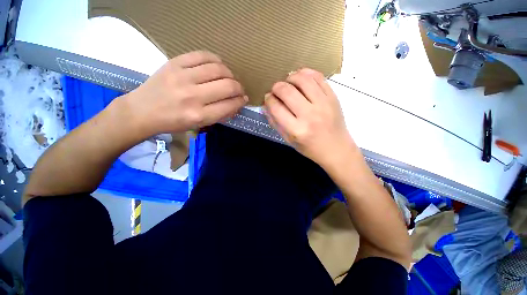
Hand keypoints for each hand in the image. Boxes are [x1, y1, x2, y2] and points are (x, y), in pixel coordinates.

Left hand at [124, 51, 247, 136]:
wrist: (142, 111)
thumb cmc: (173, 122)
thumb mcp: (199, 125)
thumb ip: (220, 115)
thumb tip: (236, 104)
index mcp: (199, 115)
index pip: (230, 105)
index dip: (241, 101)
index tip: (243, 99)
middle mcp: (193, 96)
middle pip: (228, 86)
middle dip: (239, 88)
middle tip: (239, 89)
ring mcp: (182, 77)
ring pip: (218, 69)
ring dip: (230, 74)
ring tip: (229, 78)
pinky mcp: (174, 63)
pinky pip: (202, 55)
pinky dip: (215, 60)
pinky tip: (217, 65)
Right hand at [263, 68, 356, 169]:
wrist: (336, 149)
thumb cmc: (310, 148)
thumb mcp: (289, 140)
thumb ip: (276, 123)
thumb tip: (266, 106)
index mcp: (297, 130)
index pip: (276, 108)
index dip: (268, 100)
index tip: (268, 98)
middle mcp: (309, 115)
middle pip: (287, 91)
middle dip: (276, 87)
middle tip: (276, 90)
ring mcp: (323, 104)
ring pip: (302, 79)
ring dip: (290, 77)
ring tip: (288, 82)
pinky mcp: (333, 97)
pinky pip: (318, 77)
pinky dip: (306, 73)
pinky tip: (301, 78)